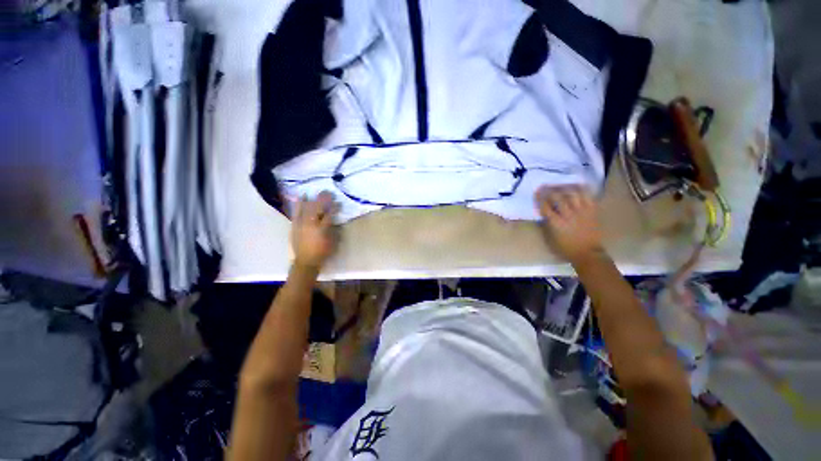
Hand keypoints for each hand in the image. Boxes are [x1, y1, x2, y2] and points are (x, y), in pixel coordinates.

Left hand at [291, 191, 339, 270]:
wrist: (306, 261)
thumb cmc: (323, 252)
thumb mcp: (333, 242)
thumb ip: (334, 229)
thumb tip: (335, 219)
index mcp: (322, 229)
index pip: (329, 214)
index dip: (334, 207)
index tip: (338, 202)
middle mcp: (311, 224)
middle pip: (318, 208)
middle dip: (323, 199)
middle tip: (328, 192)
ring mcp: (301, 224)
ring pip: (307, 208)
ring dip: (312, 200)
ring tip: (316, 192)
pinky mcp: (295, 225)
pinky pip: (296, 212)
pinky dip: (299, 204)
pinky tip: (302, 197)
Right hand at [535, 185, 603, 263]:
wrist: (587, 252)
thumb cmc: (565, 247)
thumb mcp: (550, 238)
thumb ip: (546, 224)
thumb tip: (543, 213)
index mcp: (556, 223)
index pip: (545, 207)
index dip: (540, 198)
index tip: (537, 192)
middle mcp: (569, 215)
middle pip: (558, 198)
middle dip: (550, 191)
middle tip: (546, 186)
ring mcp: (582, 212)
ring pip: (573, 194)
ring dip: (565, 188)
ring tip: (560, 186)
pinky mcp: (592, 211)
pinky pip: (588, 196)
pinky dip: (582, 189)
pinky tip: (577, 186)